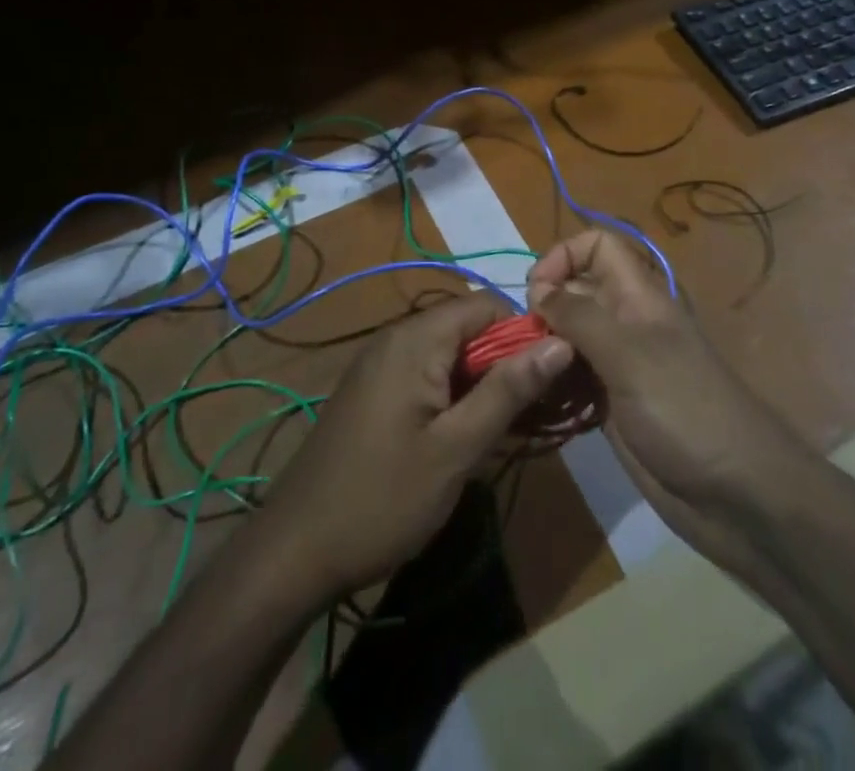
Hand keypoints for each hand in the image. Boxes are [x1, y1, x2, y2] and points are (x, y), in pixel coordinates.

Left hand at [256, 294, 571, 598]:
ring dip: (479, 383)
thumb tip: (560, 342)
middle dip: (503, 363)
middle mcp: (395, 338)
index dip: (522, 334)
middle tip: (528, 414)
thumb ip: (508, 391)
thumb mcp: (456, 449)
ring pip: (448, 353)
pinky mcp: (372, 391)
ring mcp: (379, 365)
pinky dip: (451, 395)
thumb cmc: (382, 498)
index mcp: (414, 340)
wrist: (295, 550)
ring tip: (501, 431)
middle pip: (466, 327)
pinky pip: (424, 374)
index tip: (547, 379)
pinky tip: (461, 438)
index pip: (485, 305)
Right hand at [526, 232, 797, 516]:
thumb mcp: (629, 354)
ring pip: (570, 337)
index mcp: (638, 297)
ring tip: (520, 371)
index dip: (563, 256)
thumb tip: (538, 289)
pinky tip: (534, 398)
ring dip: (543, 348)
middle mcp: (626, 323)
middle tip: (520, 342)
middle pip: (576, 291)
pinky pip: (573, 379)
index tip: (536, 293)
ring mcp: (620, 366)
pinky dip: (552, 382)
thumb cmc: (685, 410)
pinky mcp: (613, 405)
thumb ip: (580, 317)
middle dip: (543, 306)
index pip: (597, 247)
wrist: (737, 495)